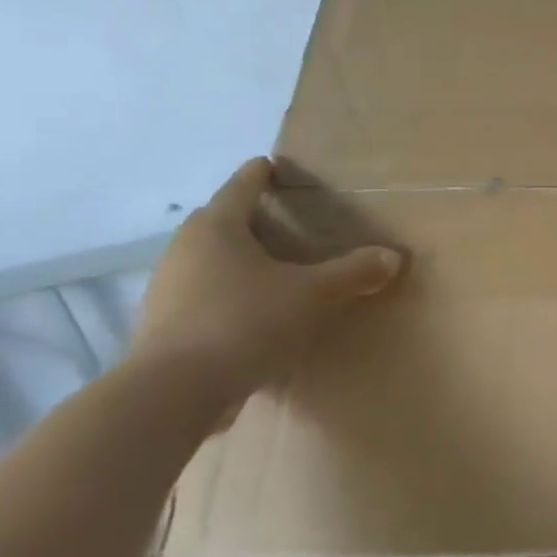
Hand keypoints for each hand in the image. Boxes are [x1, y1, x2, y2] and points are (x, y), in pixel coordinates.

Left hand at [130, 159, 403, 405]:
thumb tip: (392, 256)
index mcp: (216, 229)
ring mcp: (167, 290)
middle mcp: (184, 251)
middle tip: (280, 219)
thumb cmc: (244, 321)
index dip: (259, 175)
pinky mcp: (164, 326)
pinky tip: (253, 311)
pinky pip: (202, 295)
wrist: (173, 392)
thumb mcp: (312, 294)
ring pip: (208, 261)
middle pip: (218, 223)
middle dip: (247, 218)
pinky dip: (227, 293)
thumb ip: (352, 273)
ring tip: (272, 267)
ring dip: (236, 259)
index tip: (271, 164)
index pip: (240, 188)